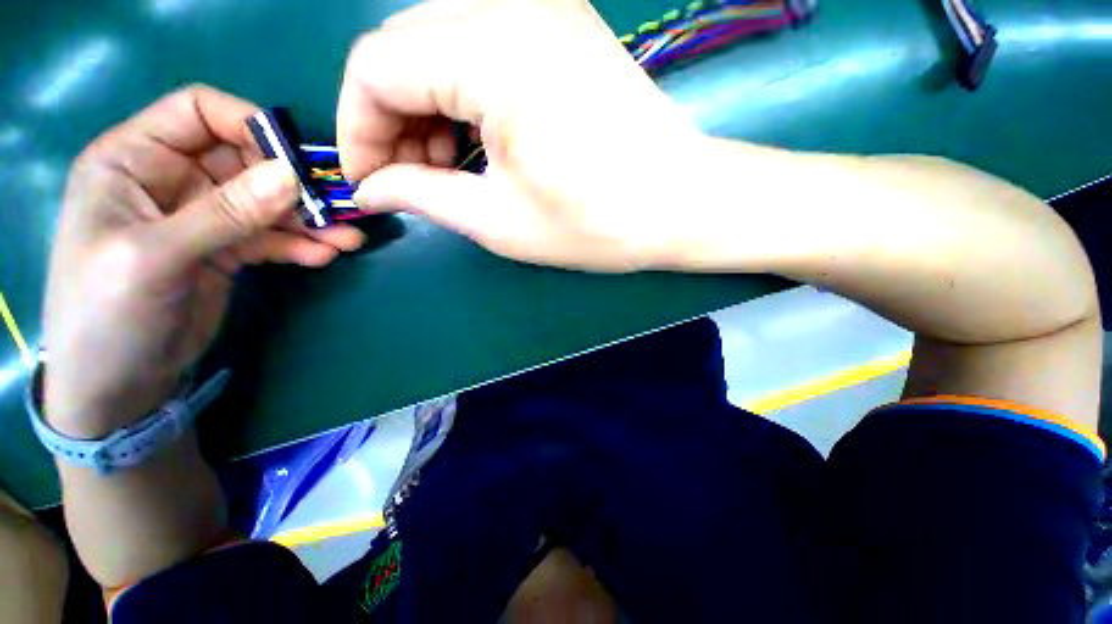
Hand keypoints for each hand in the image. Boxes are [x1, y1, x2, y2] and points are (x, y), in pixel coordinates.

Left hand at [43, 86, 364, 436]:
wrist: (116, 385)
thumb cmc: (107, 315)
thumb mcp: (156, 257)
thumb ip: (224, 213)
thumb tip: (292, 176)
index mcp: (134, 160)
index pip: (198, 112)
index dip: (250, 125)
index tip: (297, 162)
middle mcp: (171, 180)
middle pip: (245, 161)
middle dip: (292, 184)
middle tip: (338, 210)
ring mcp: (202, 217)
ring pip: (266, 203)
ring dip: (309, 220)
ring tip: (349, 240)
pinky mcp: (226, 250)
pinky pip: (271, 237)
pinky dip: (300, 245)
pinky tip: (325, 256)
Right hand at [338, 0, 707, 271]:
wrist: (680, 204)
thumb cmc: (596, 224)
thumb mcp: (500, 222)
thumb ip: (425, 196)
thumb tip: (374, 189)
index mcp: (492, 53)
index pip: (376, 68)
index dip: (358, 128)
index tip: (369, 181)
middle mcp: (512, 6)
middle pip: (405, 48)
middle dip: (391, 119)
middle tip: (407, 180)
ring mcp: (543, 9)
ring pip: (440, 45)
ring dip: (426, 107)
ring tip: (442, 168)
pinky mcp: (563, 29)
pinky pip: (481, 48)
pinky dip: (462, 95)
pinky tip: (477, 140)